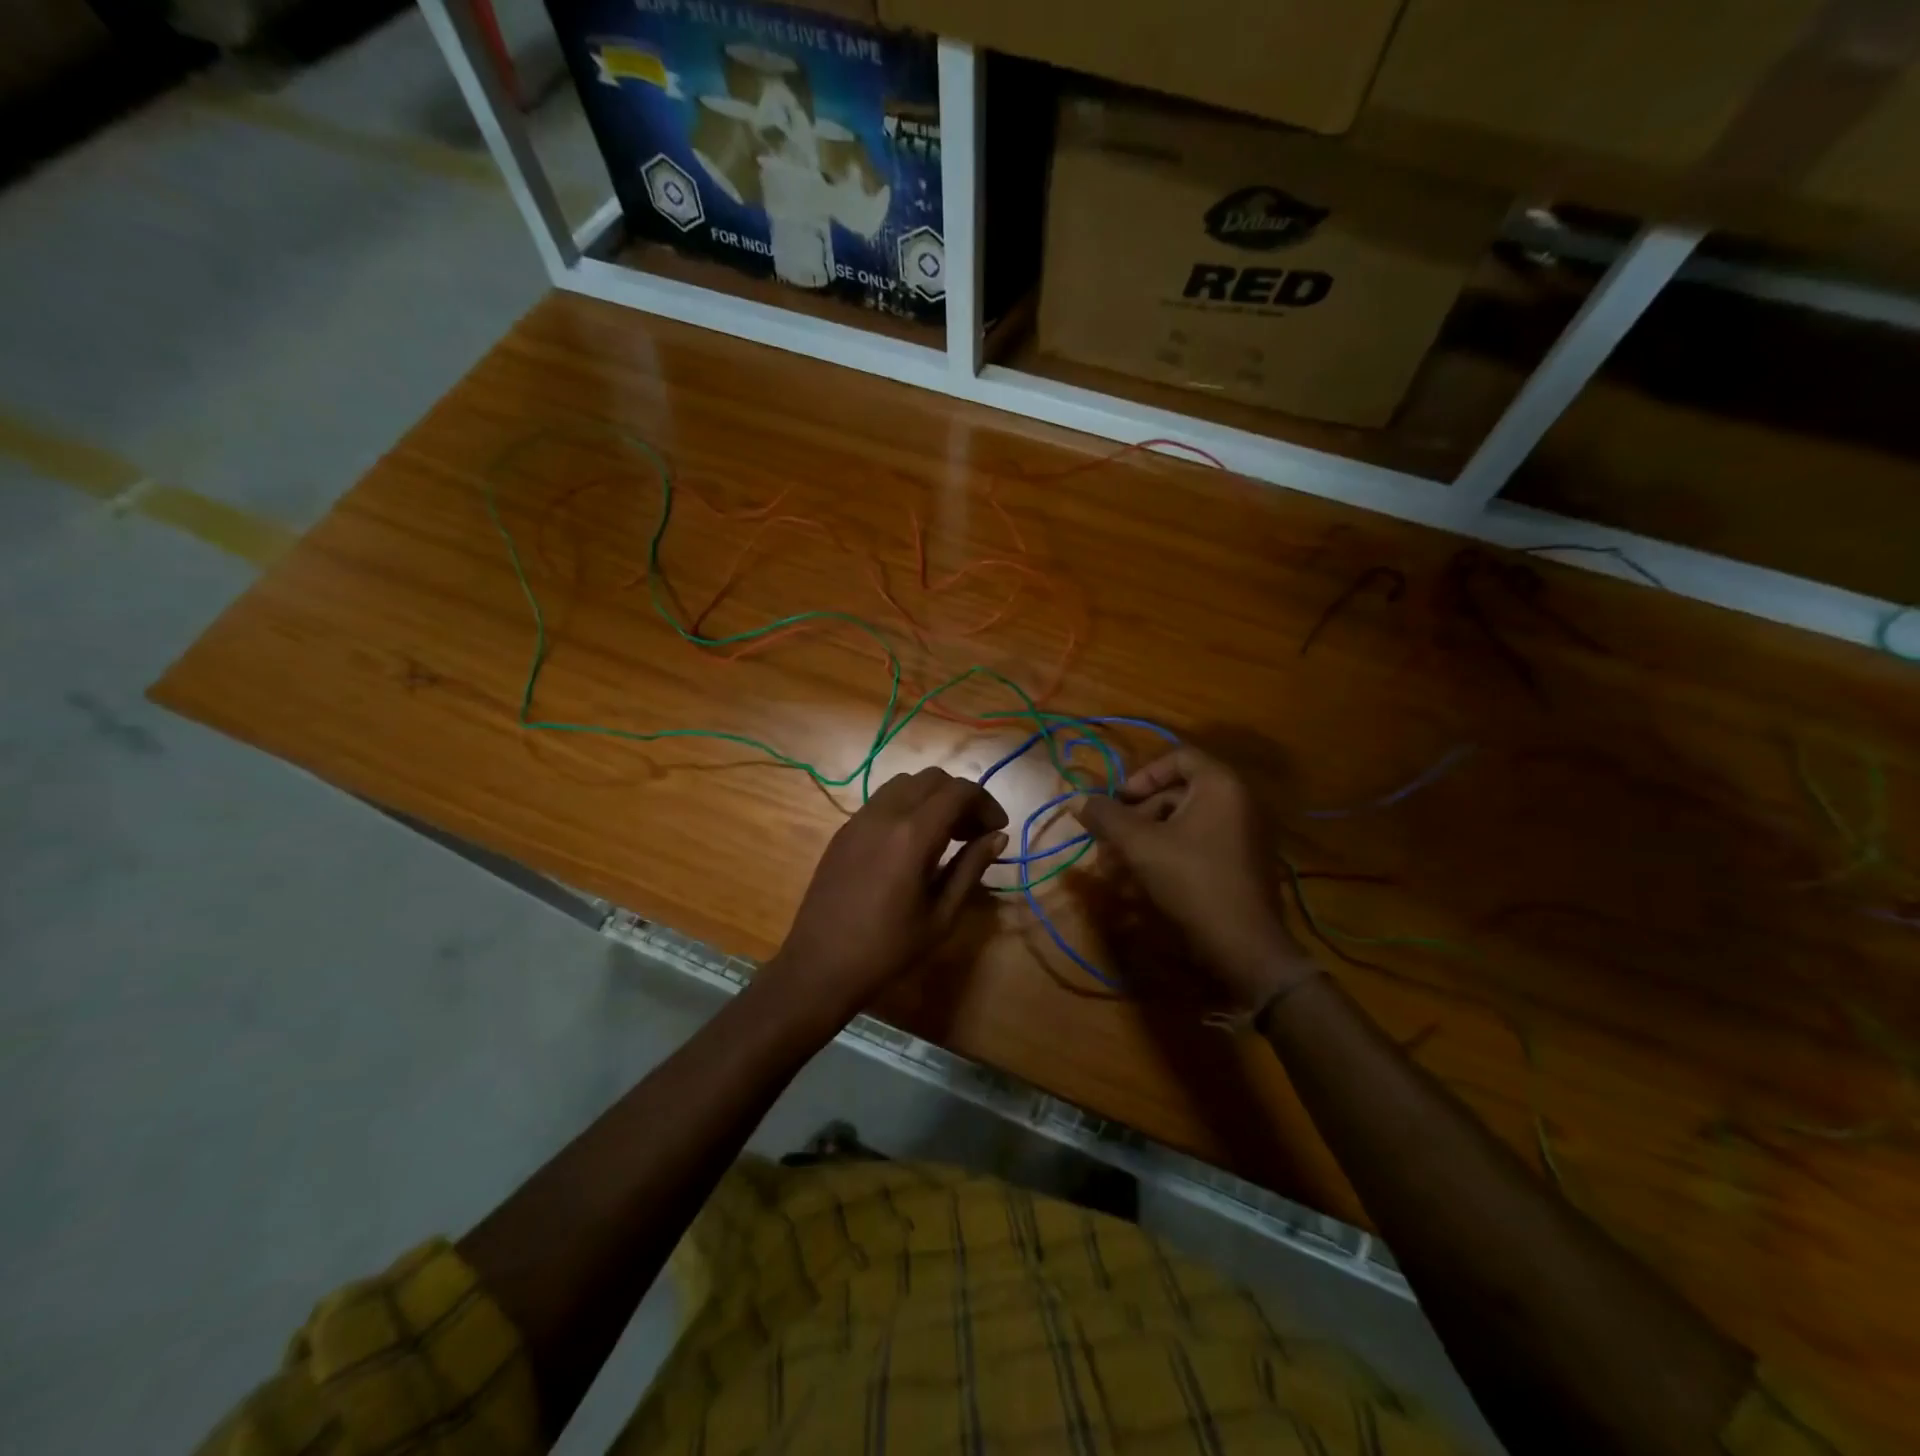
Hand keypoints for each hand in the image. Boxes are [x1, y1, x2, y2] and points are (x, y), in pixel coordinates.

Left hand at [758, 766, 1007, 1036]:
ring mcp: (859, 819)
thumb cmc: (888, 949)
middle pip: (933, 778)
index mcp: (913, 835)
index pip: (959, 791)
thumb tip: (998, 836)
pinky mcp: (844, 830)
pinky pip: (882, 800)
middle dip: (961, 796)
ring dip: (933, 797)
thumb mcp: (941, 916)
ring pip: (905, 783)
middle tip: (974, 832)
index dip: (985, 803)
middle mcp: (885, 814)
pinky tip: (912, 842)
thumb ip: (970, 868)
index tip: (997, 829)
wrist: (820, 966)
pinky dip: (907, 805)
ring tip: (945, 834)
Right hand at [1075, 747, 1315, 1011]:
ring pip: (1184, 822)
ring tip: (1119, 867)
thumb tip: (1076, 799)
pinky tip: (1144, 881)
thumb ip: (1107, 817)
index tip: (1118, 803)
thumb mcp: (1140, 845)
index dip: (1141, 776)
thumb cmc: (1192, 881)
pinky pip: (1199, 844)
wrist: (1245, 945)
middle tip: (1111, 841)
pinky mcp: (1242, 862)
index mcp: (1221, 785)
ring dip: (1147, 838)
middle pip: (1177, 792)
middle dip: (1137, 815)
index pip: (1177, 757)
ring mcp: (1244, 833)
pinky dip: (1170, 854)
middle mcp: (1238, 801)